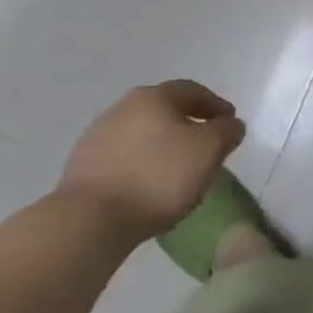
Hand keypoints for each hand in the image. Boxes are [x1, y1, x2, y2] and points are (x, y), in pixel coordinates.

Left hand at [58, 82, 244, 245]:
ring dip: (162, 146)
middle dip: (187, 124)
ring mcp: (97, 137)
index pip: (192, 91)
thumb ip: (227, 132)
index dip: (215, 106)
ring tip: (177, 171)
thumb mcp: (209, 151)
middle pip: (164, 110)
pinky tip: (148, 187)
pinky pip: (123, 159)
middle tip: (205, 145)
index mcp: (154, 96)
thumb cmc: (158, 177)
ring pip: (142, 135)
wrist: (89, 221)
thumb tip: (230, 124)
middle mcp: (123, 107)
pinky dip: (141, 166)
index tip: (230, 123)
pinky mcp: (81, 168)